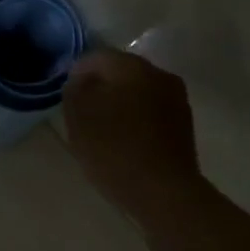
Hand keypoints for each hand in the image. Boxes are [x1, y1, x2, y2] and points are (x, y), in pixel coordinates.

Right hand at [63, 48, 200, 214]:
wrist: (165, 193)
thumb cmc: (116, 151)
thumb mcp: (79, 120)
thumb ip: (74, 91)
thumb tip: (80, 81)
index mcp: (133, 66)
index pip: (97, 57)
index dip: (76, 73)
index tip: (65, 95)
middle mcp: (159, 75)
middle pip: (121, 72)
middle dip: (100, 87)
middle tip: (82, 112)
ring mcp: (177, 99)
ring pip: (138, 92)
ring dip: (119, 103)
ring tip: (103, 130)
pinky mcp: (184, 124)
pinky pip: (151, 112)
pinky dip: (136, 119)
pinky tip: (125, 141)